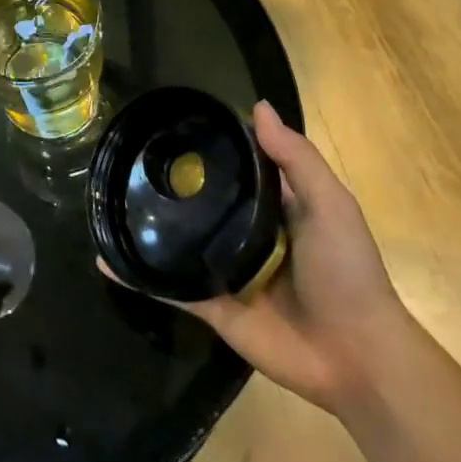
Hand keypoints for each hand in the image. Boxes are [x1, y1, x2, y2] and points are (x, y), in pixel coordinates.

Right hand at [120, 101, 405, 413]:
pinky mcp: (210, 306)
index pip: (231, 169)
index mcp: (271, 208)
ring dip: (143, 228)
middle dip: (164, 186)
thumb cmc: (347, 271)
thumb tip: (258, 106)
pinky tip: (105, 260)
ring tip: (103, 203)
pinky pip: (167, 287)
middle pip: (197, 204)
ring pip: (175, 243)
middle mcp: (242, 234)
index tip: (166, 125)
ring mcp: (222, 271)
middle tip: (122, 160)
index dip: (205, 147)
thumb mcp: (330, 205)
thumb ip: (295, 159)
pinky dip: (136, 276)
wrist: (356, 356)